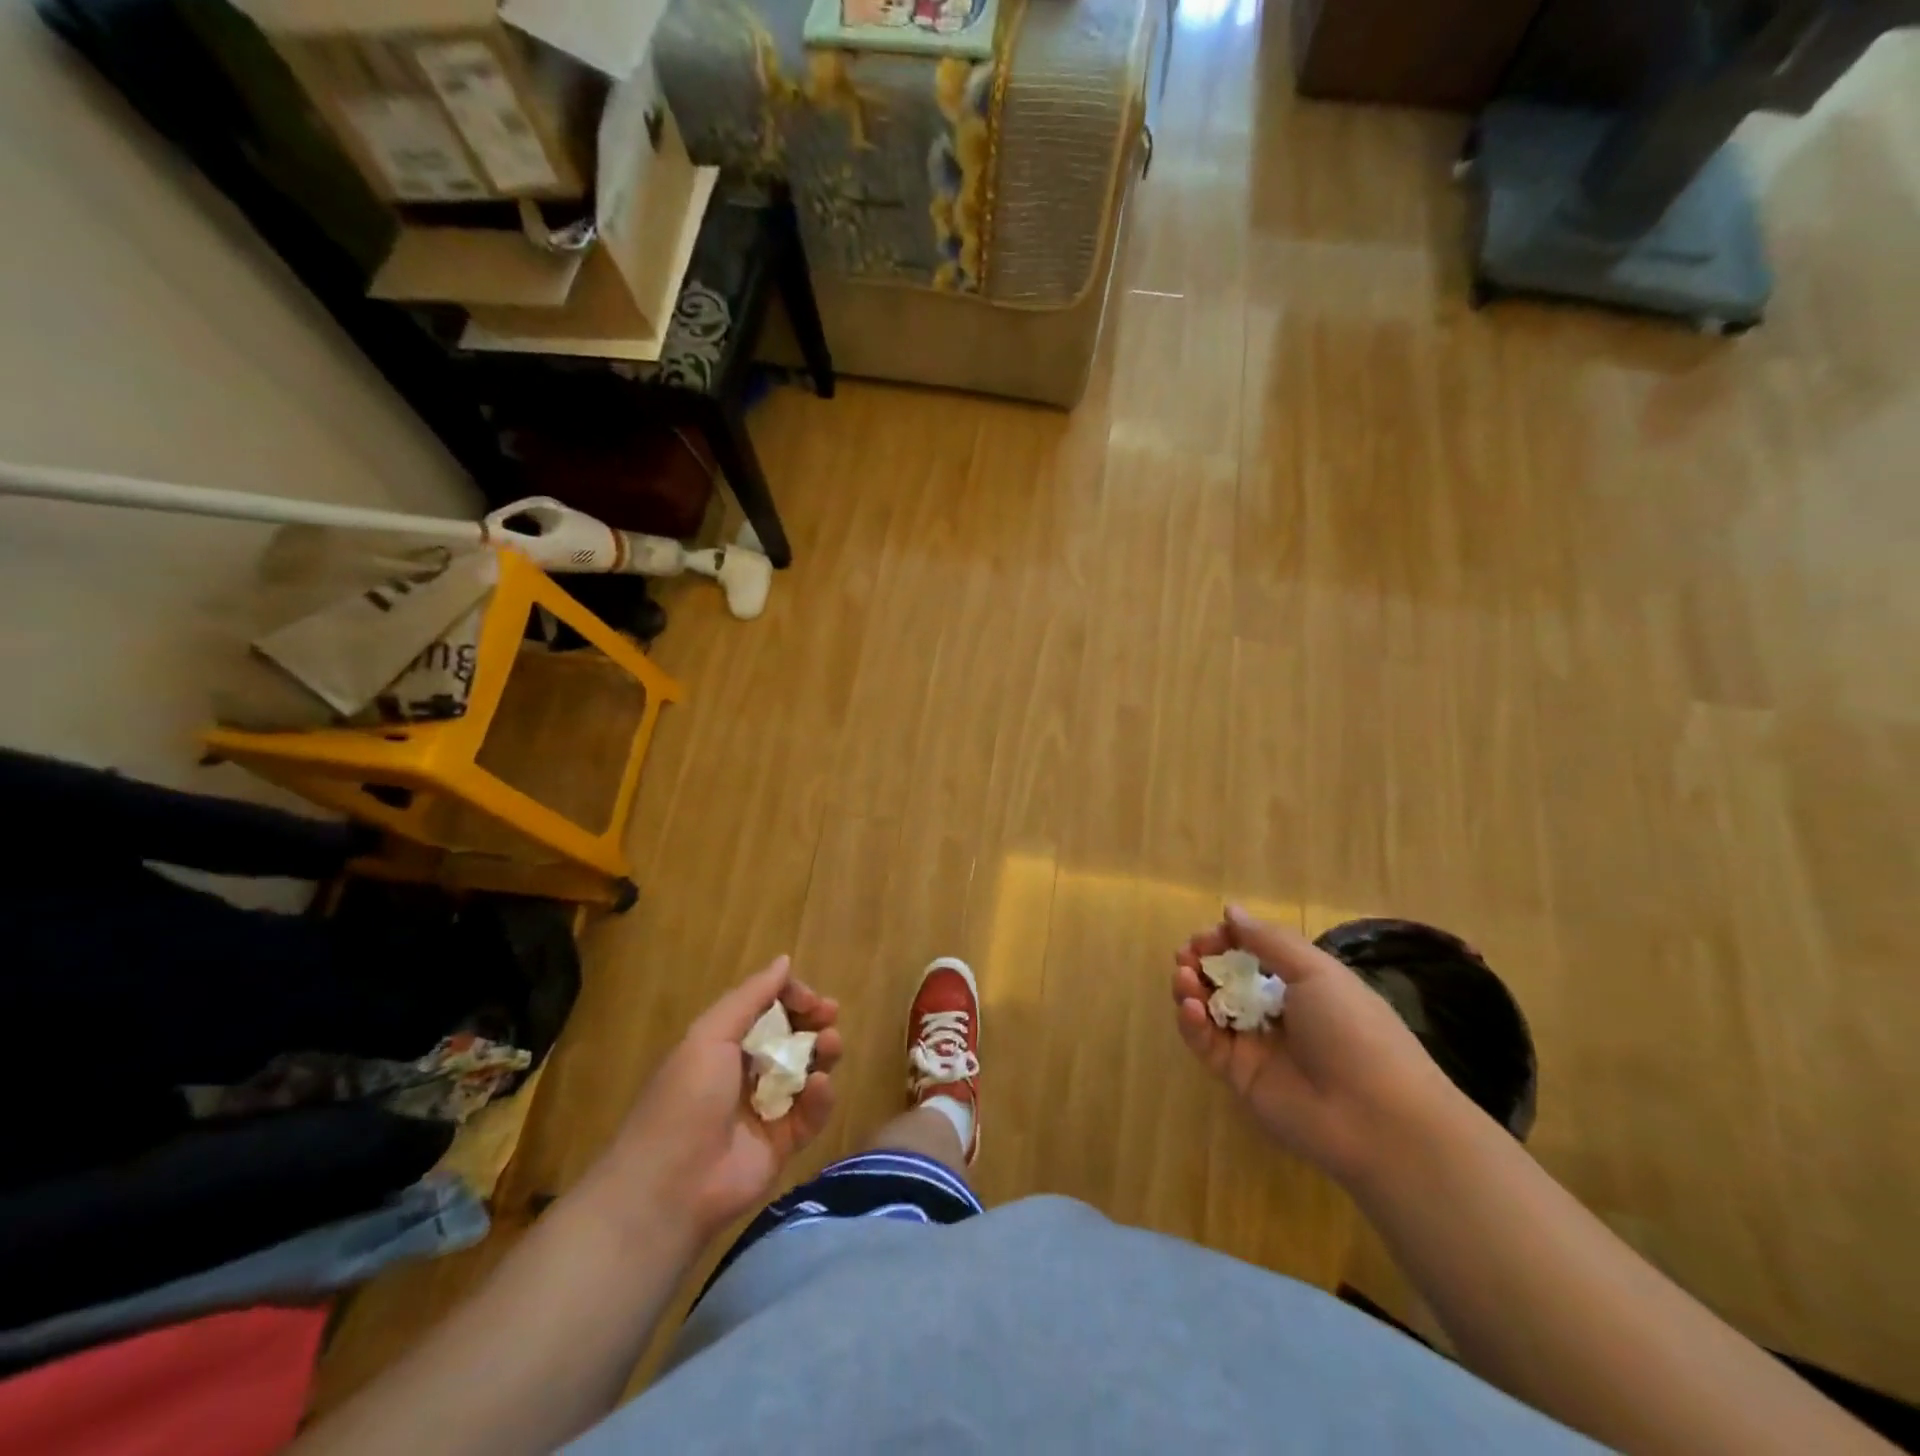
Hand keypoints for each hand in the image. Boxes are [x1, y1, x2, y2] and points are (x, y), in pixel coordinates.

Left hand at [587, 956, 841, 1248]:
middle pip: (791, 1037)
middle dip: (813, 1021)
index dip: (790, 998)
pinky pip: (811, 1113)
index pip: (767, 1010)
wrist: (670, 1187)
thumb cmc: (686, 1099)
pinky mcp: (783, 1143)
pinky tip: (818, 1086)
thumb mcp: (710, 1036)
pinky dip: (820, 1096)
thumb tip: (784, 960)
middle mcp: (746, 1072)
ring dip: (823, 1052)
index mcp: (723, 1045)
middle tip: (830, 1015)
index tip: (809, 999)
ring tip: (831, 1043)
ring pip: (807, 1071)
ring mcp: (766, 1108)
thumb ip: (751, 997)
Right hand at [1172, 907, 1463, 1187]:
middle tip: (1185, 956)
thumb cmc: (1353, 1031)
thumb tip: (1231, 910)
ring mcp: (1256, 1045)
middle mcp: (1276, 1011)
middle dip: (1201, 962)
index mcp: (1302, 984)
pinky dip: (1192, 1022)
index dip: (1226, 940)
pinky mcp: (1238, 1076)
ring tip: (1184, 977)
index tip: (1205, 937)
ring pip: (1211, 1009)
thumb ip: (1269, 941)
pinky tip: (1192, 1008)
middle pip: (1226, 979)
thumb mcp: (1318, 972)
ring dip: (1191, 988)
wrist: (1376, 1119)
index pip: (1253, 953)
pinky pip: (1207, 1043)